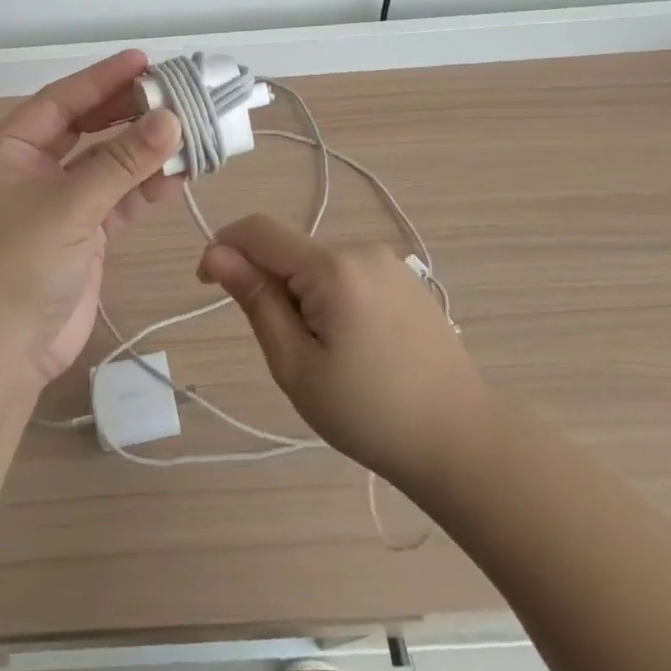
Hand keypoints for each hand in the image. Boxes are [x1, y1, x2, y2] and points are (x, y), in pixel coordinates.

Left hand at [0, 50, 183, 388]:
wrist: (1, 354)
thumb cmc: (19, 265)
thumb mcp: (70, 205)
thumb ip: (123, 162)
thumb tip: (172, 119)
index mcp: (11, 150)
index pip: (62, 101)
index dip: (102, 79)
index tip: (144, 61)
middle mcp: (33, 169)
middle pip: (88, 128)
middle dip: (129, 114)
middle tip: (175, 95)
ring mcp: (60, 202)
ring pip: (108, 163)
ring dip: (145, 152)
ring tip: (189, 135)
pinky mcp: (84, 233)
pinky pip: (119, 198)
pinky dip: (146, 187)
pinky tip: (179, 175)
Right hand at [198, 214, 483, 494]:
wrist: (463, 439)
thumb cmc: (369, 412)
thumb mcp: (296, 365)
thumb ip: (255, 301)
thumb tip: (216, 254)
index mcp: (331, 267)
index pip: (257, 230)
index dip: (223, 248)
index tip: (208, 286)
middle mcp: (360, 248)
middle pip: (289, 251)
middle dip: (270, 286)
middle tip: (288, 352)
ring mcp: (387, 261)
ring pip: (316, 264)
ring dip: (302, 295)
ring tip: (327, 356)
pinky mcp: (404, 278)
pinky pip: (346, 273)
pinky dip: (330, 298)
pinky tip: (355, 346)